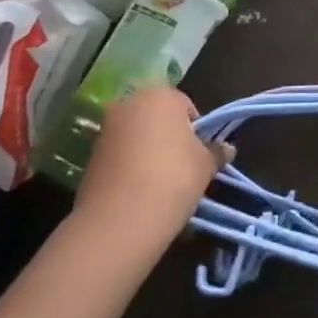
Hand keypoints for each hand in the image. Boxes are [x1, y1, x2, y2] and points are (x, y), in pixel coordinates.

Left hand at [70, 87, 231, 257]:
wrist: (119, 221)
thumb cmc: (173, 179)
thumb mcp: (205, 166)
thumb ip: (216, 152)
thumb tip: (227, 148)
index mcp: (160, 95)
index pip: (186, 106)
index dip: (197, 131)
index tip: (200, 155)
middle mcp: (129, 104)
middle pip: (158, 118)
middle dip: (170, 138)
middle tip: (183, 167)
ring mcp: (105, 129)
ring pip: (137, 137)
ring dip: (148, 152)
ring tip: (160, 184)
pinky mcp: (90, 156)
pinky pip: (119, 156)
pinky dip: (130, 167)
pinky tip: (139, 192)